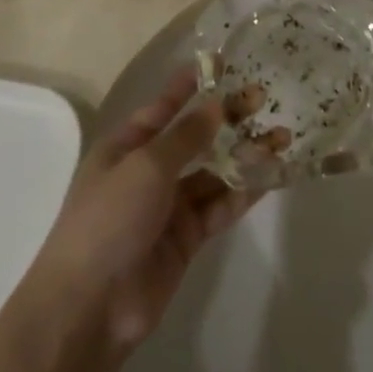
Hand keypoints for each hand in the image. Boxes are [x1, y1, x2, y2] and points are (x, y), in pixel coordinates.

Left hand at [30, 70, 258, 353]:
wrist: (90, 307)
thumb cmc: (109, 219)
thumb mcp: (145, 166)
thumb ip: (186, 136)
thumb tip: (217, 105)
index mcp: (126, 147)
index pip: (163, 107)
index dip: (190, 85)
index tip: (222, 64)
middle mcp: (148, 171)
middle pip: (195, 137)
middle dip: (228, 118)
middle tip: (265, 99)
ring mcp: (169, 206)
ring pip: (214, 172)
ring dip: (245, 155)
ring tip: (281, 137)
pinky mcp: (188, 238)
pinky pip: (220, 206)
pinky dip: (244, 191)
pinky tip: (272, 175)